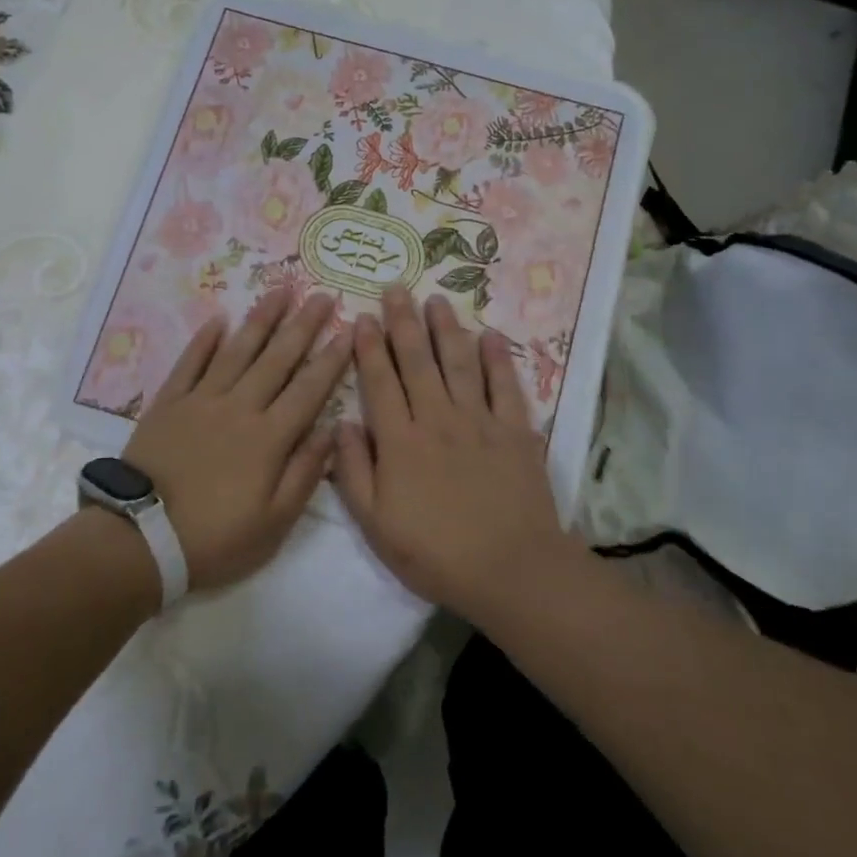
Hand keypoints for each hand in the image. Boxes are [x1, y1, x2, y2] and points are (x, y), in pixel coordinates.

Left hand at [123, 289, 350, 593]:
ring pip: (238, 350)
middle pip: (278, 359)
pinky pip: (190, 363)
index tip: (350, 330)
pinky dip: (204, 340)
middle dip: (303, 325)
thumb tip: (331, 431)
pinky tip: (218, 319)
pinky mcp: (169, 403)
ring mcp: (202, 400)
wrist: (141, 539)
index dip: (331, 359)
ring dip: (261, 319)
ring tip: (280, 290)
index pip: (309, 389)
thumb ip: (305, 474)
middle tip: (322, 295)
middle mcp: (240, 407)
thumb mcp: (273, 523)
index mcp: (270, 437)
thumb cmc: (214, 538)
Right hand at [333, 287, 575, 619]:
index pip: (379, 382)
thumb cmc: (434, 553)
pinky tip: (490, 335)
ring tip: (436, 300)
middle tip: (396, 288)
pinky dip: (498, 359)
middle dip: (404, 322)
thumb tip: (340, 423)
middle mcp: (437, 418)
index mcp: (400, 441)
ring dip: (446, 329)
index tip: (362, 317)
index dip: (369, 348)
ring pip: (458, 363)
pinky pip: (505, 386)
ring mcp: (479, 421)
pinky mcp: (515, 430)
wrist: (509, 569)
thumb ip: (354, 471)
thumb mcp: (375, 524)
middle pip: (417, 361)